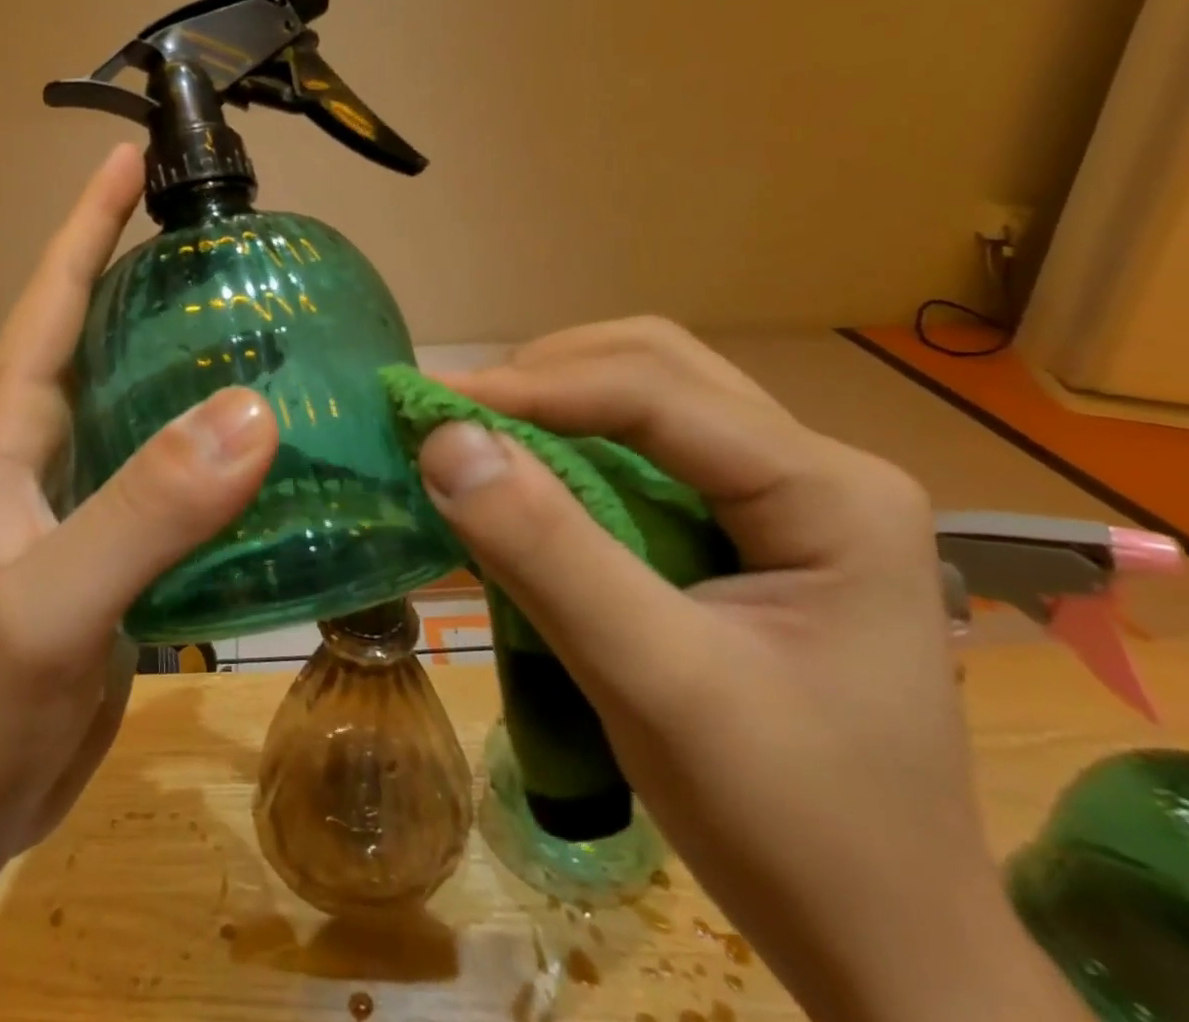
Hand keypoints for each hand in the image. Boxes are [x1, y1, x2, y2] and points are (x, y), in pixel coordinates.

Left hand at [0, 146, 277, 1021]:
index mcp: (10, 429)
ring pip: (139, 397)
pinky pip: (168, 465)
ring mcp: (77, 494)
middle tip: (226, 238)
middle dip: (148, 272)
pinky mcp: (112, 542)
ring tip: (260, 320)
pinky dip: (211, 438)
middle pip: (99, 332)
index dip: (88, 223)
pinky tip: (265, 436)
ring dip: (187, 354)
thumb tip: (252, 414)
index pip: (52, 299)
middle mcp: (43, 445)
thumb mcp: (54, 604)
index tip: (128, 156)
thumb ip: (144, 511)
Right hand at [417, 320, 1086, 1021]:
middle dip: (544, 375)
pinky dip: (570, 443)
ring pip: (648, 396)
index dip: (531, 387)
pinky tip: (527, 474)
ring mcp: (784, 494)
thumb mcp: (655, 685)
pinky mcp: (747, 526)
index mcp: (829, 490)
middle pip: (657, 366)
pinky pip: (644, 448)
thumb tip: (445, 443)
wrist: (883, 944)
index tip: (427, 403)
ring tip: (478, 434)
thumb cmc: (789, 825)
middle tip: (455, 414)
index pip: (654, 392)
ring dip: (554, 399)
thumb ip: (548, 554)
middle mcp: (814, 467)